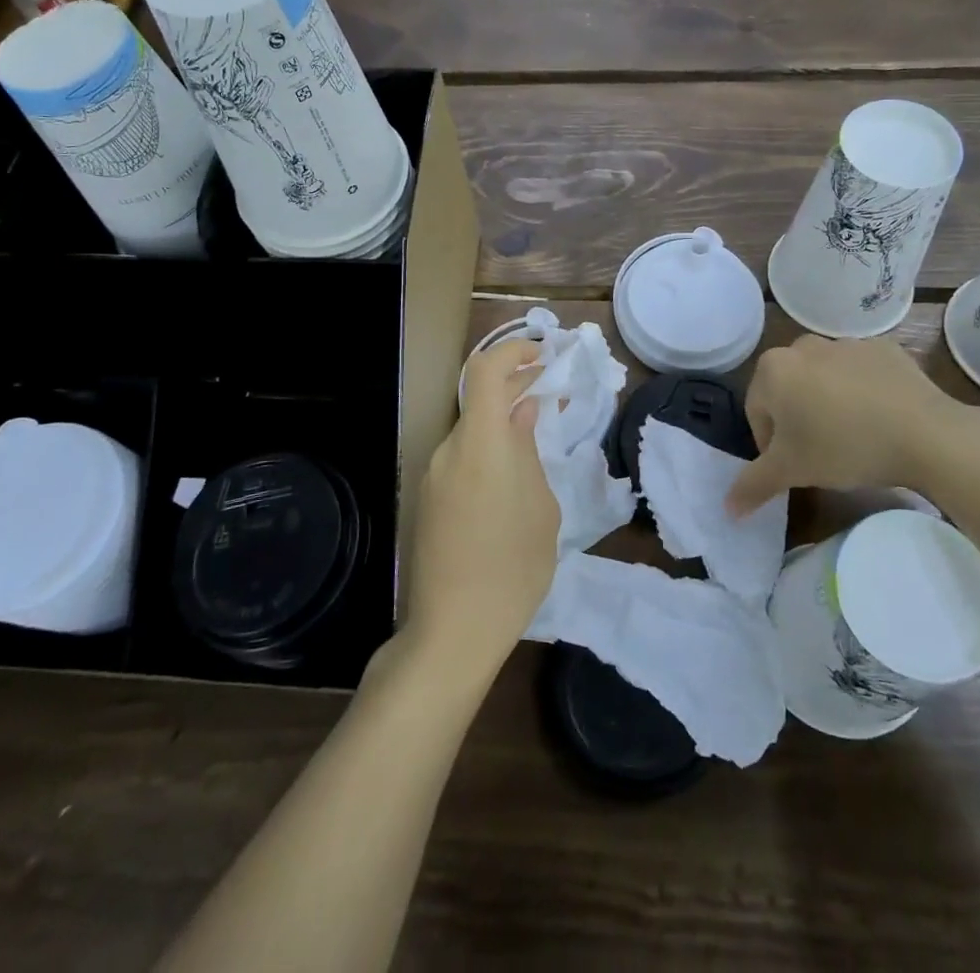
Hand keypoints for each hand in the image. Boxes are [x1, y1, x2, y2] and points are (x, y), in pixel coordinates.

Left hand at [400, 339, 558, 680]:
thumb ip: (529, 450)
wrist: (452, 631)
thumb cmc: (512, 568)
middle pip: (478, 399)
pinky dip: (488, 450)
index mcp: (480, 444)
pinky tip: (512, 477)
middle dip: (515, 386)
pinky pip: (461, 458)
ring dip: (502, 422)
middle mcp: (449, 449)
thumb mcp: (540, 507)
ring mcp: (433, 475)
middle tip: (552, 389)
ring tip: (538, 437)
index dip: (513, 350)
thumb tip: (525, 410)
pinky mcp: (427, 499)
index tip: (542, 353)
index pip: (485, 370)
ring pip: (472, 431)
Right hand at [726, 334, 979, 517]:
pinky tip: (881, 419)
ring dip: (829, 403)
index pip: (757, 412)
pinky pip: (861, 373)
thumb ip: (753, 485)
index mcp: (773, 368)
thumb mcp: (792, 472)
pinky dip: (863, 392)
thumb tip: (728, 510)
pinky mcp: (884, 349)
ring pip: (824, 380)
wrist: (926, 434)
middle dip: (799, 419)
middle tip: (821, 453)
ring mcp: (846, 343)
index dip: (771, 445)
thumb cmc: (843, 447)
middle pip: (789, 390)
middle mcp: (803, 346)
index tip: (796, 466)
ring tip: (854, 437)